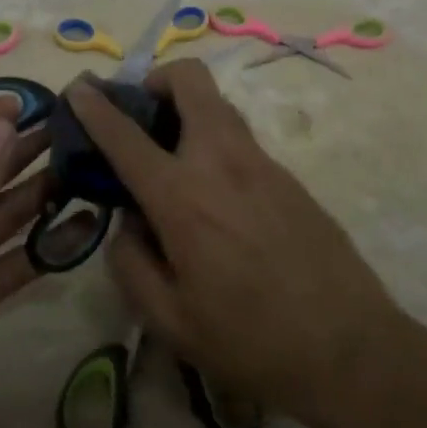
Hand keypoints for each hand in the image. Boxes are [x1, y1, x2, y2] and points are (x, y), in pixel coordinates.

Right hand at [68, 60, 405, 427]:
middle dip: (157, 80)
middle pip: (190, 79)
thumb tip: (128, 221)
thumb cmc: (250, 341)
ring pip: (218, 105)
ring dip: (188, 109)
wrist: (349, 347)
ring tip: (172, 155)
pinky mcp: (288, 175)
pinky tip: (215, 194)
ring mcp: (261, 162)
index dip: (95, 106)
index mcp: (182, 196)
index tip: (77, 88)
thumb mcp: (169, 320)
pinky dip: (214, 142)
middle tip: (142, 115)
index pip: (126, 134)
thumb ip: (131, 261)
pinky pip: (240, 138)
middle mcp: (221, 161)